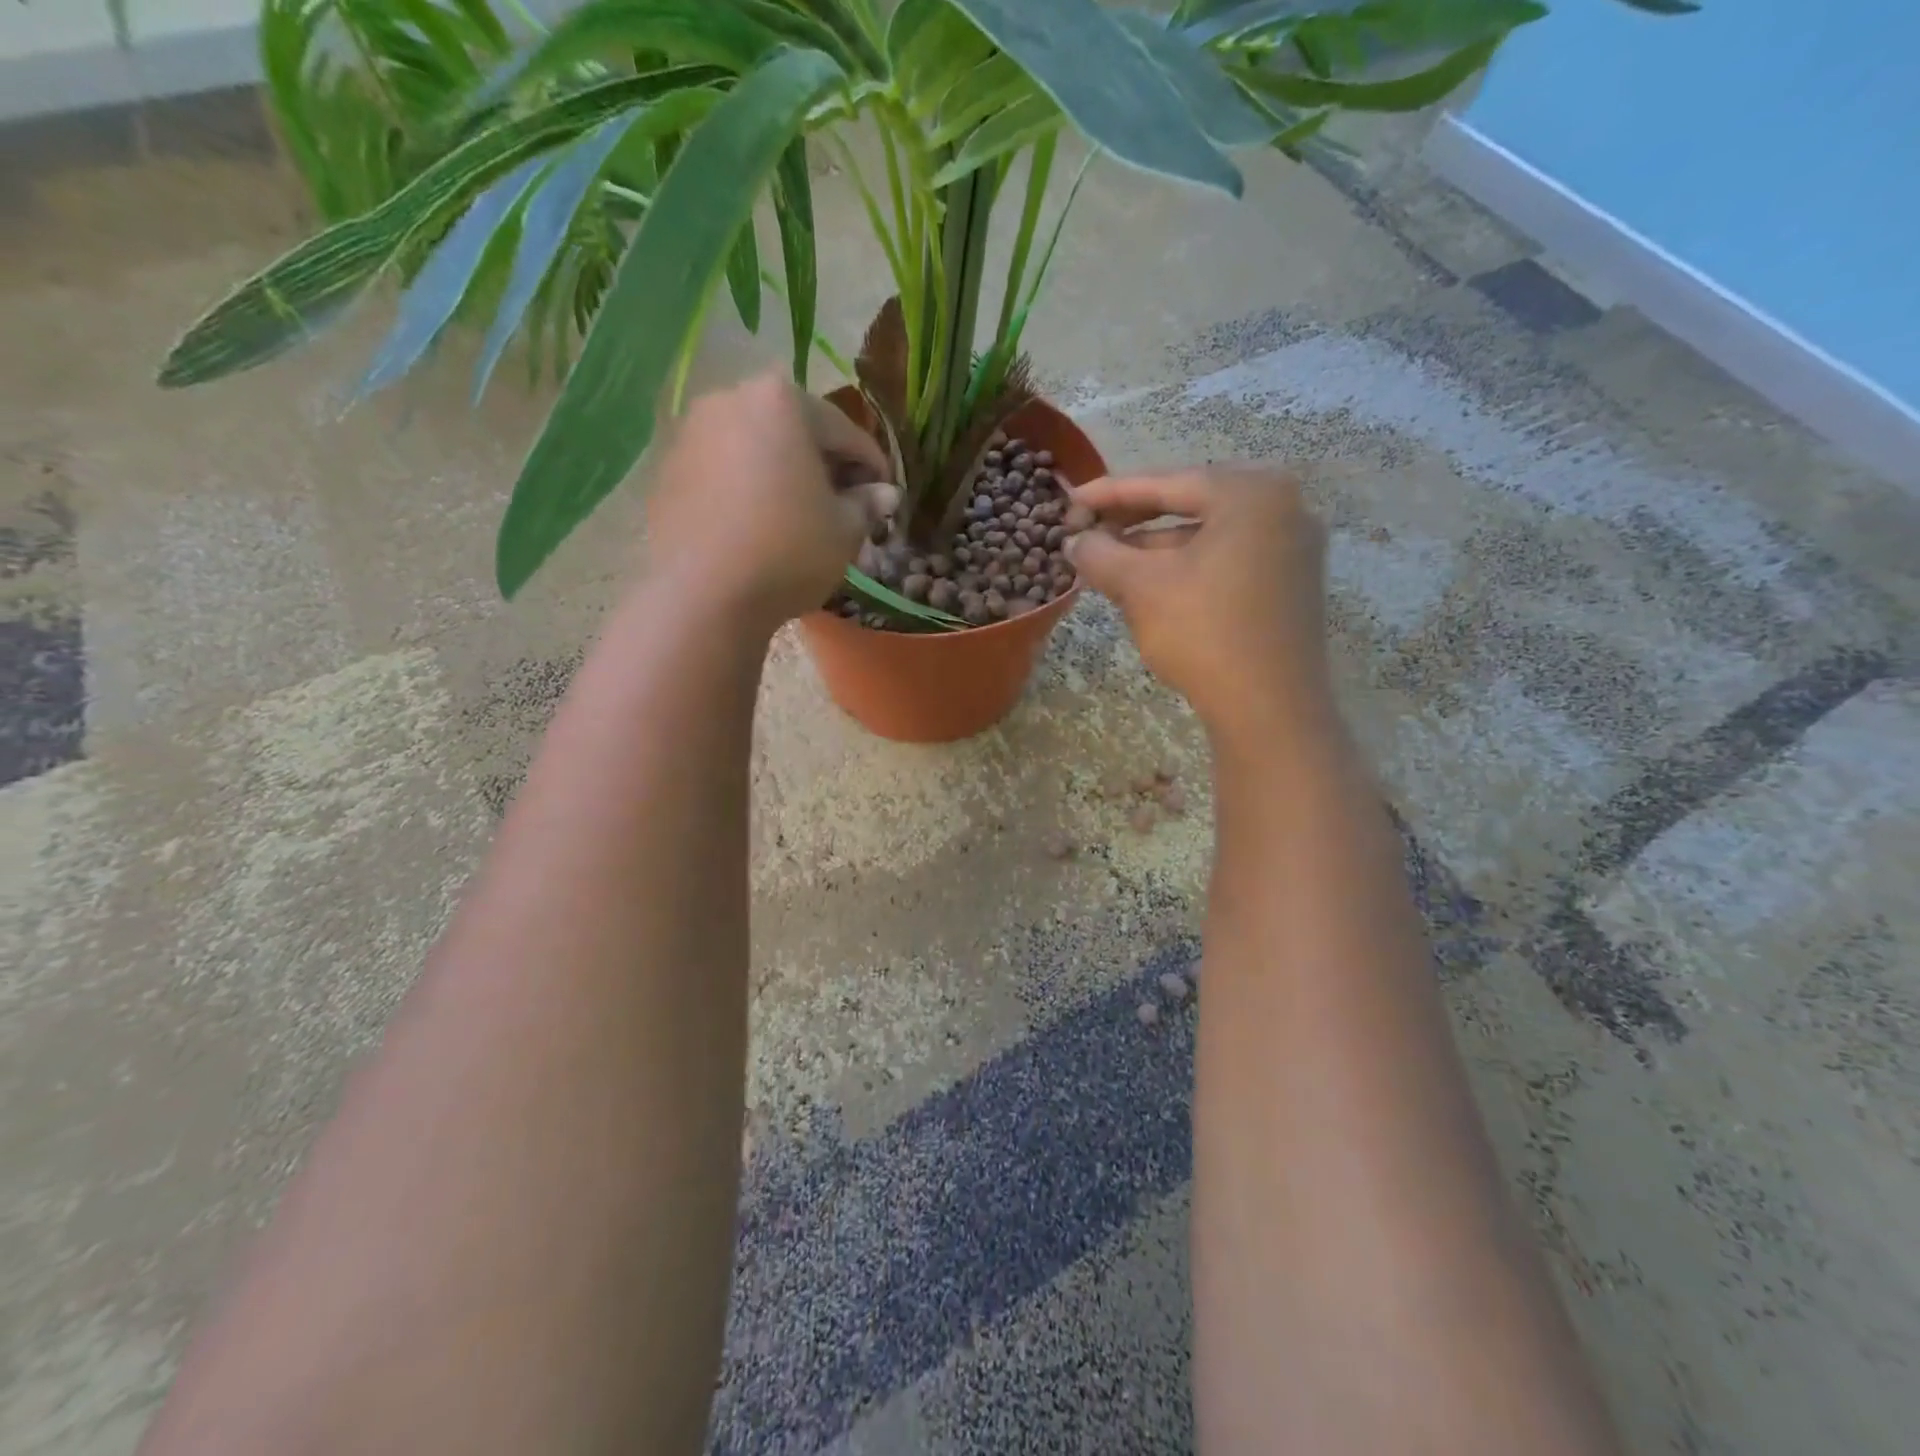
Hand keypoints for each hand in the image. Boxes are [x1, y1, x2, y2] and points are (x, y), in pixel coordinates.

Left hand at [643, 372, 895, 634]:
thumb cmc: (788, 551)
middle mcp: (730, 399)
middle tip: (844, 506)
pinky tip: (757, 526)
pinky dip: (745, 489)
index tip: (885, 496)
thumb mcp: (844, 531)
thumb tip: (883, 494)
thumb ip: (867, 504)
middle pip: (795, 431)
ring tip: (799, 517)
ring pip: (754, 448)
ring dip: (782, 475)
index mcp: (782, 400)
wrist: (702, 595)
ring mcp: (690, 432)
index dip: (873, 466)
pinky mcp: (666, 469)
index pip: (845, 431)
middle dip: (823, 465)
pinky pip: (722, 471)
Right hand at [1064, 466, 1332, 743]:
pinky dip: (1186, 569)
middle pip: (1190, 505)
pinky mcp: (1290, 584)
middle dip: (1133, 522)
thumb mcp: (1141, 587)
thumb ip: (1101, 554)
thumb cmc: (1204, 632)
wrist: (1269, 709)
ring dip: (1155, 549)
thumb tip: (1073, 542)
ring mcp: (1292, 547)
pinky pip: (1227, 561)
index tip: (1070, 501)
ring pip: (1207, 537)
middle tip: (1088, 531)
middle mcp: (1283, 507)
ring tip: (1109, 563)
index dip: (1110, 492)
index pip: (1166, 483)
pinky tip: (1149, 586)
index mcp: (1251, 493)